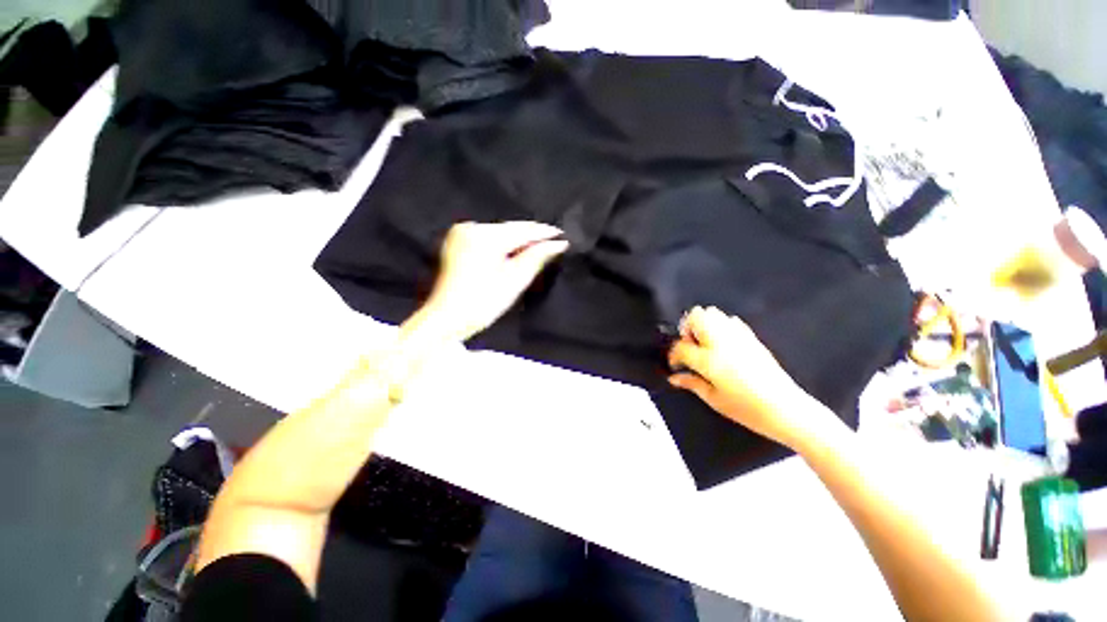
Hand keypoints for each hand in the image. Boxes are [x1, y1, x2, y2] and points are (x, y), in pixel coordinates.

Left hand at [407, 221, 568, 342]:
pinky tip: (515, 249)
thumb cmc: (484, 303)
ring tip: (538, 245)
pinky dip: (502, 243)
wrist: (446, 318)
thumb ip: (536, 257)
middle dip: (531, 235)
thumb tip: (558, 243)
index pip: (522, 230)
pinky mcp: (457, 241)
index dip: (544, 233)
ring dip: (518, 239)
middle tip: (554, 240)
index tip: (563, 235)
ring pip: (499, 232)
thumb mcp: (514, 280)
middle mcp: (472, 227)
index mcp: (486, 237)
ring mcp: (462, 233)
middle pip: (510, 229)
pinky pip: (487, 237)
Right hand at [667, 306, 843, 450]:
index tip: (676, 365)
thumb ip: (691, 383)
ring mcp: (738, 336)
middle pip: (695, 317)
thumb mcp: (713, 399)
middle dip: (687, 329)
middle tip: (691, 347)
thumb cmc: (747, 409)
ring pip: (712, 312)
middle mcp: (721, 342)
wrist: (787, 409)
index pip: (680, 346)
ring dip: (703, 324)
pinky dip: (721, 326)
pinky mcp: (751, 337)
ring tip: (705, 343)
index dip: (673, 355)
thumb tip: (674, 377)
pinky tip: (724, 343)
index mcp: (709, 359)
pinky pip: (730, 320)